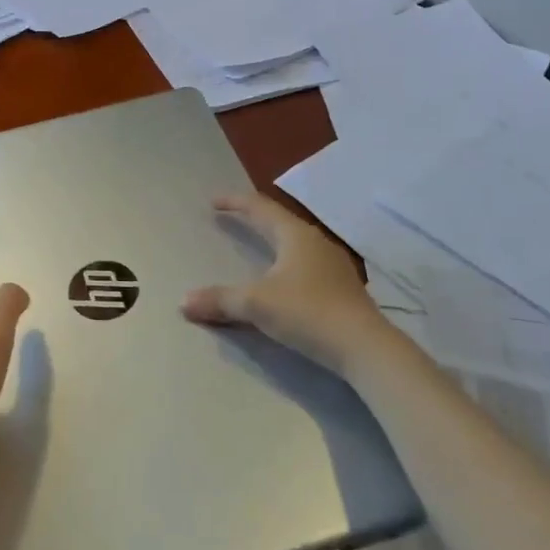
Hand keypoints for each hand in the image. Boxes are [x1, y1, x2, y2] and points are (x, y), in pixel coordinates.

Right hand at [183, 193, 389, 375]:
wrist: (365, 348)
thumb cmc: (308, 312)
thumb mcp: (257, 305)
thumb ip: (220, 300)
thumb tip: (184, 301)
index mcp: (294, 235)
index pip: (260, 208)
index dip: (235, 202)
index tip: (214, 201)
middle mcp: (315, 242)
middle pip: (279, 222)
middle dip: (254, 219)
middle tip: (232, 218)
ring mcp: (334, 265)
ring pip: (296, 243)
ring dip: (274, 241)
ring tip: (258, 246)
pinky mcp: (343, 288)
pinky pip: (307, 264)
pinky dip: (288, 264)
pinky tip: (285, 279)